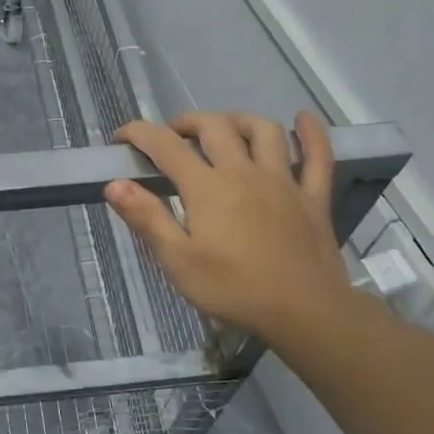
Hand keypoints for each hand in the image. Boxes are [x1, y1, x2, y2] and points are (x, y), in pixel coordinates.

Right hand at [106, 111, 364, 357]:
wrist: (306, 314)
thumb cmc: (234, 289)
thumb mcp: (178, 261)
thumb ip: (147, 218)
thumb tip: (114, 184)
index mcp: (207, 187)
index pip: (165, 145)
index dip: (139, 133)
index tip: (121, 138)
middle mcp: (243, 171)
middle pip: (214, 127)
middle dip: (187, 123)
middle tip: (172, 137)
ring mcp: (283, 181)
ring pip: (264, 131)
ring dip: (239, 120)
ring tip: (224, 128)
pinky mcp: (313, 197)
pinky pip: (318, 157)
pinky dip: (312, 134)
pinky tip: (304, 119)